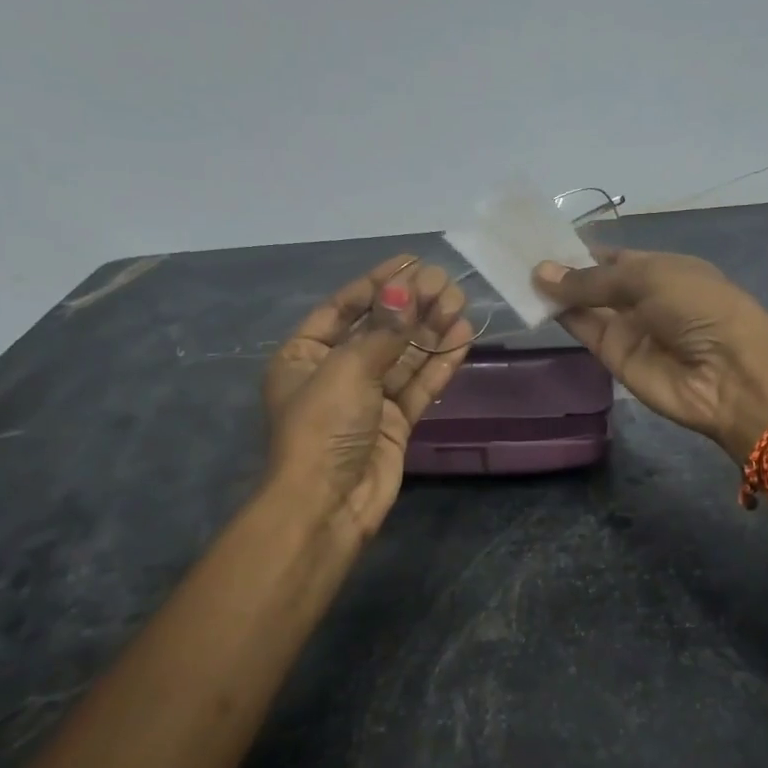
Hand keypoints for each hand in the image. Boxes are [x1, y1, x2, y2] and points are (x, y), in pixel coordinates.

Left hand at [263, 256, 471, 538]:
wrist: (328, 505)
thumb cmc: (323, 428)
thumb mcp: (347, 370)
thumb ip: (382, 331)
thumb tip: (407, 289)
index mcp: (304, 356)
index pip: (343, 308)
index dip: (378, 283)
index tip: (413, 261)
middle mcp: (335, 373)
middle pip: (379, 330)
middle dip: (412, 306)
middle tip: (447, 282)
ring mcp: (367, 400)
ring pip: (404, 357)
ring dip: (431, 330)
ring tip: (460, 302)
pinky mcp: (394, 424)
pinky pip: (419, 386)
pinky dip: (440, 363)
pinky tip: (462, 337)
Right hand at [533, 249, 767, 458]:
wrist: (728, 375)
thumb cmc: (700, 309)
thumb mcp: (649, 279)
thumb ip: (592, 279)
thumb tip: (541, 271)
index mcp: (661, 269)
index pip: (612, 257)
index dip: (580, 250)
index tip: (540, 239)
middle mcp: (642, 297)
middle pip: (595, 282)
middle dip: (562, 269)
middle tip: (516, 253)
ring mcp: (627, 328)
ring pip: (584, 305)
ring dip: (555, 291)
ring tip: (514, 270)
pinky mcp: (613, 357)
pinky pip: (583, 330)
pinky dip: (559, 315)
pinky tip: (532, 298)